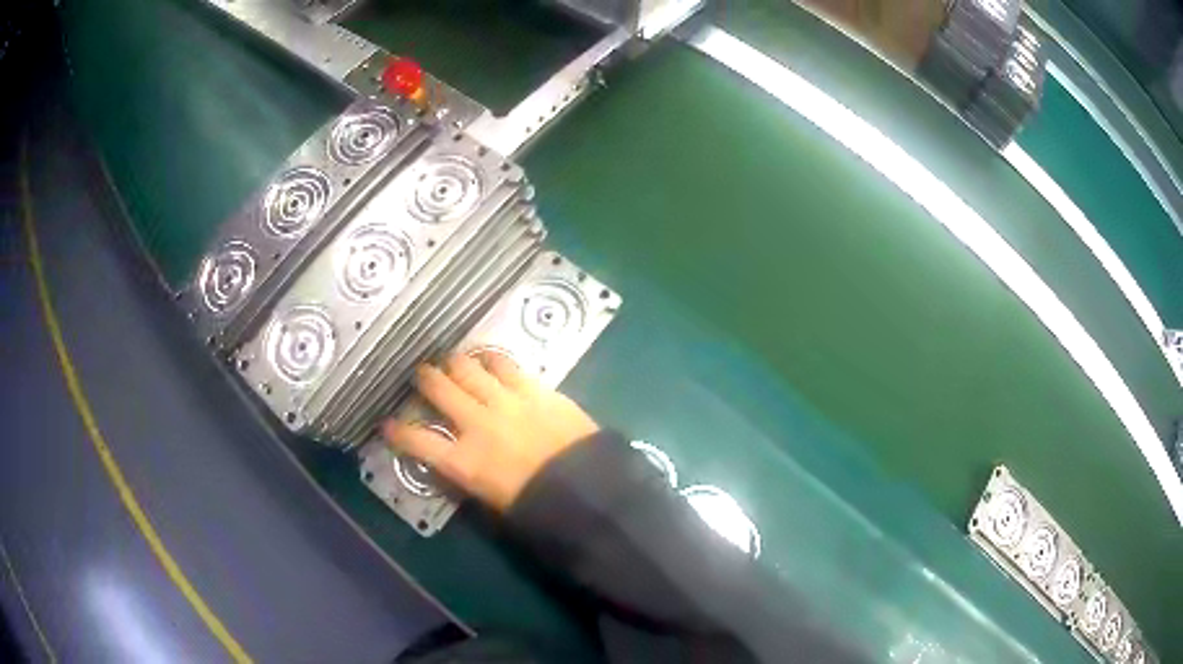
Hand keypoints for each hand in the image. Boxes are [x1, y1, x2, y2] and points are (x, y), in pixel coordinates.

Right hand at [382, 351, 599, 511]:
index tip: (387, 425)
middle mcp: (476, 424)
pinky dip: (492, 360)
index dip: (397, 432)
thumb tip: (454, 461)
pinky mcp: (534, 389)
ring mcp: (505, 402)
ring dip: (455, 364)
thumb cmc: (540, 507)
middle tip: (422, 376)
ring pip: (467, 369)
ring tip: (452, 362)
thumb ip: (468, 477)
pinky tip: (488, 359)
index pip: (416, 441)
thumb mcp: (492, 502)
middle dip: (424, 380)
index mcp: (463, 462)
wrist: (588, 490)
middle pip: (438, 390)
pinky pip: (505, 365)